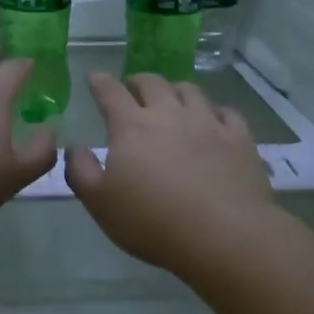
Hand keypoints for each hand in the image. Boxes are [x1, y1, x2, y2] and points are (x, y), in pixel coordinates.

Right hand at [65, 72, 274, 272]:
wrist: (224, 235)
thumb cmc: (153, 222)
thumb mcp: (100, 203)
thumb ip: (81, 171)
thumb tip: (74, 147)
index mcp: (132, 127)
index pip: (110, 92)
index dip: (99, 82)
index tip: (94, 78)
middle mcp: (169, 114)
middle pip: (152, 82)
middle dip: (137, 81)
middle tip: (132, 89)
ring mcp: (208, 123)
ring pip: (190, 91)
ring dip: (175, 91)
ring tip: (172, 100)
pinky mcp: (239, 138)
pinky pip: (227, 113)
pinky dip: (215, 112)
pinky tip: (214, 121)